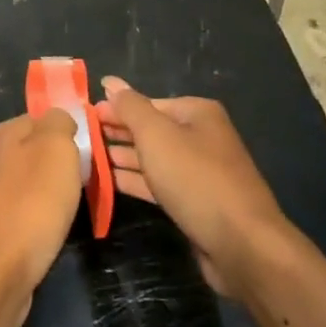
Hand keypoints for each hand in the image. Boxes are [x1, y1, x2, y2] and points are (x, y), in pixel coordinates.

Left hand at [0, 109, 83, 326]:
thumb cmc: (31, 204)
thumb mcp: (56, 148)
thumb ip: (59, 123)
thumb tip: (60, 119)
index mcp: (5, 133)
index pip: (41, 118)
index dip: (67, 131)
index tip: (89, 152)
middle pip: (32, 150)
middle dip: (57, 164)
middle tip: (83, 182)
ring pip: (24, 183)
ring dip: (45, 193)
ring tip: (68, 210)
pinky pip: (18, 214)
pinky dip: (33, 220)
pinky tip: (45, 233)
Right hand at [97, 78, 291, 298]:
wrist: (242, 245)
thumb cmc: (195, 179)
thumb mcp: (156, 135)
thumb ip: (130, 108)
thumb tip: (110, 81)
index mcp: (198, 113)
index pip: (149, 104)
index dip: (117, 109)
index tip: (86, 116)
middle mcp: (202, 137)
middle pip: (152, 130)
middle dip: (119, 133)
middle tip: (83, 137)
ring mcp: (200, 172)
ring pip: (154, 159)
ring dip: (123, 157)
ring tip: (89, 158)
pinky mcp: (196, 203)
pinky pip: (160, 184)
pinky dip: (136, 181)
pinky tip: (109, 181)